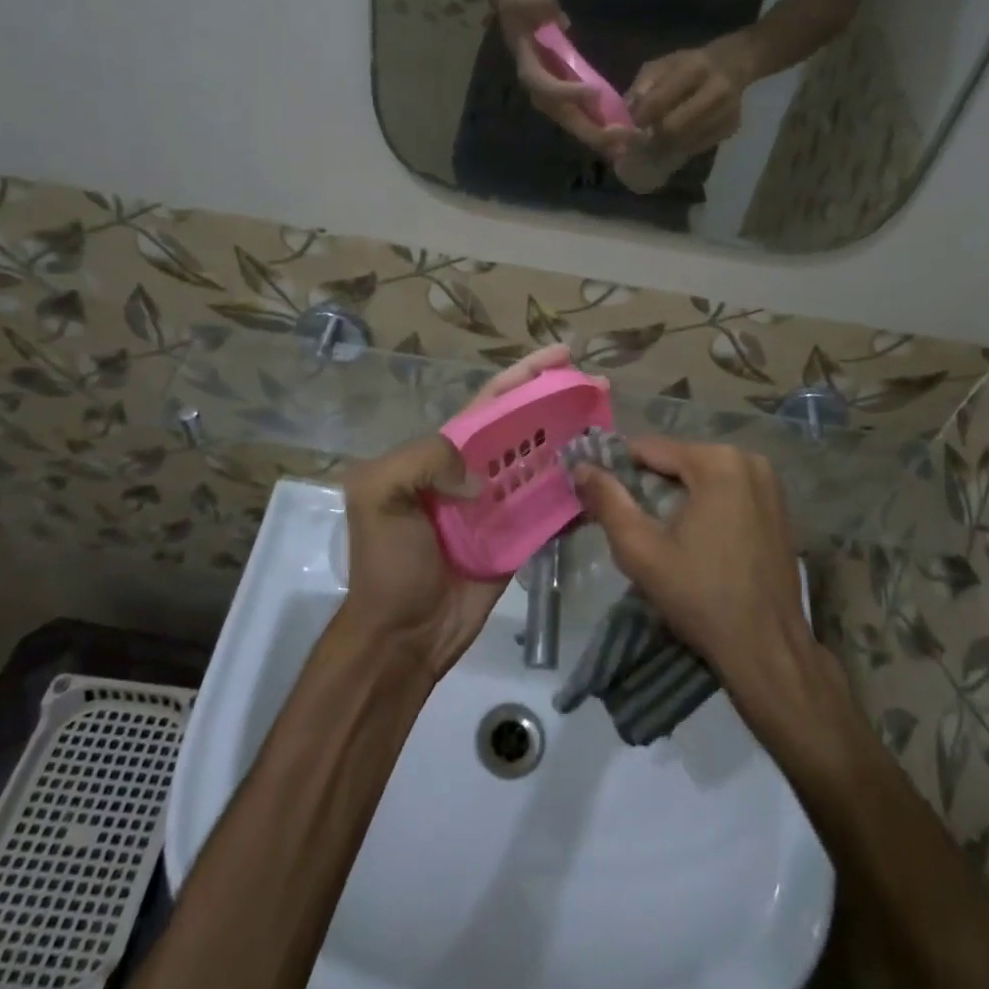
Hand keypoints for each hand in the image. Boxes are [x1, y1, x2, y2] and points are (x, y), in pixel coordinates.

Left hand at [340, 343, 577, 675]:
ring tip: (610, 424)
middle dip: (559, 400)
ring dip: (575, 440)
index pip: (492, 401)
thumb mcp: (379, 493)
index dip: (525, 375)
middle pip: (526, 424)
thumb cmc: (389, 562)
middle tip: (599, 386)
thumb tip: (482, 477)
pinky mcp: (522, 537)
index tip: (562, 355)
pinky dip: (578, 492)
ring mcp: (502, 504)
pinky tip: (603, 480)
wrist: (403, 634)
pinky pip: (554, 507)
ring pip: (545, 460)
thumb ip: (424, 459)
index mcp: (445, 451)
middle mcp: (477, 469)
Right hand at [497, 0, 635, 159]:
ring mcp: (554, 98)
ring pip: (575, 123)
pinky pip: (583, 117)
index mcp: (528, 68)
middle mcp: (540, 91)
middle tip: (619, 137)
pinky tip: (622, 138)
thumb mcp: (527, 1)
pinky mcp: (566, 99)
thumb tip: (561, 20)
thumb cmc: (524, 9)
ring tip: (625, 146)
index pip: (545, 85)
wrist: (521, 18)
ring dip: (600, 137)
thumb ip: (539, 6)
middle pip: (565, 115)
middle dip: (591, 130)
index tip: (592, 91)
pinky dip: (601, 129)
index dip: (565, 91)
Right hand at [572, 438, 819, 691]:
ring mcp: (769, 483)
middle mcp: (748, 460)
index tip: (595, 487)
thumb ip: (607, 501)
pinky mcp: (779, 507)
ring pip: (703, 476)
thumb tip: (581, 467)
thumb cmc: (701, 596)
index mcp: (717, 461)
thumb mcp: (641, 550)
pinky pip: (728, 491)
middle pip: (679, 461)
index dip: (618, 466)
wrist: (767, 649)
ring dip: (676, 494)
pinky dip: (705, 504)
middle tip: (624, 516)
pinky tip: (692, 537)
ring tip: (654, 529)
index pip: (651, 448)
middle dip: (649, 483)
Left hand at [626, 36, 758, 154]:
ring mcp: (727, 112)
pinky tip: (677, 139)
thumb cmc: (689, 64)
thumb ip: (642, 87)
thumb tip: (626, 114)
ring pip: (685, 143)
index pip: (659, 102)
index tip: (631, 125)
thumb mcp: (662, 65)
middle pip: (674, 129)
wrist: (733, 65)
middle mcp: (716, 91)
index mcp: (695, 69)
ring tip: (657, 139)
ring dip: (666, 145)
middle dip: (653, 137)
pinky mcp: (731, 129)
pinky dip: (682, 146)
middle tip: (643, 138)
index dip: (640, 118)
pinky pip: (697, 147)